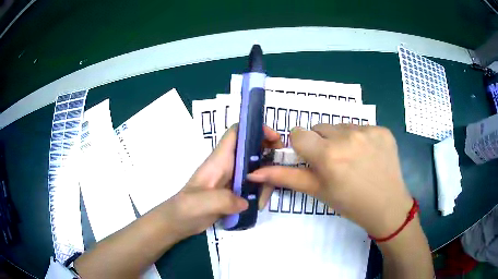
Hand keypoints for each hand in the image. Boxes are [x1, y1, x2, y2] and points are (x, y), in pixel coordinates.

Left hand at [158, 124, 282, 240]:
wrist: (179, 222)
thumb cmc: (185, 208)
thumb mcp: (201, 203)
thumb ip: (223, 200)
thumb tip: (245, 202)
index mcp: (219, 161)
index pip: (236, 133)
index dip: (255, 129)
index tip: (274, 139)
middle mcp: (228, 165)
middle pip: (252, 148)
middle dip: (269, 153)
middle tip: (280, 170)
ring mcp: (232, 179)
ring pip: (256, 168)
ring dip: (266, 179)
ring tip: (262, 199)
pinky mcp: (235, 192)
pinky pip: (254, 185)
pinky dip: (260, 192)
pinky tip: (258, 205)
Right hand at [247, 124, 412, 237]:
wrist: (386, 206)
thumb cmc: (349, 203)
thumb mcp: (316, 190)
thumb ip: (285, 177)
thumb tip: (253, 172)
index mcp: (327, 154)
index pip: (298, 134)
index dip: (302, 146)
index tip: (312, 158)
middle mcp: (347, 136)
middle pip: (320, 128)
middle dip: (322, 142)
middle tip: (334, 163)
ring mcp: (368, 131)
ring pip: (341, 126)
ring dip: (341, 139)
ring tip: (353, 160)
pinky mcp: (383, 130)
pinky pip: (362, 127)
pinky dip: (361, 138)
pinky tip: (368, 155)